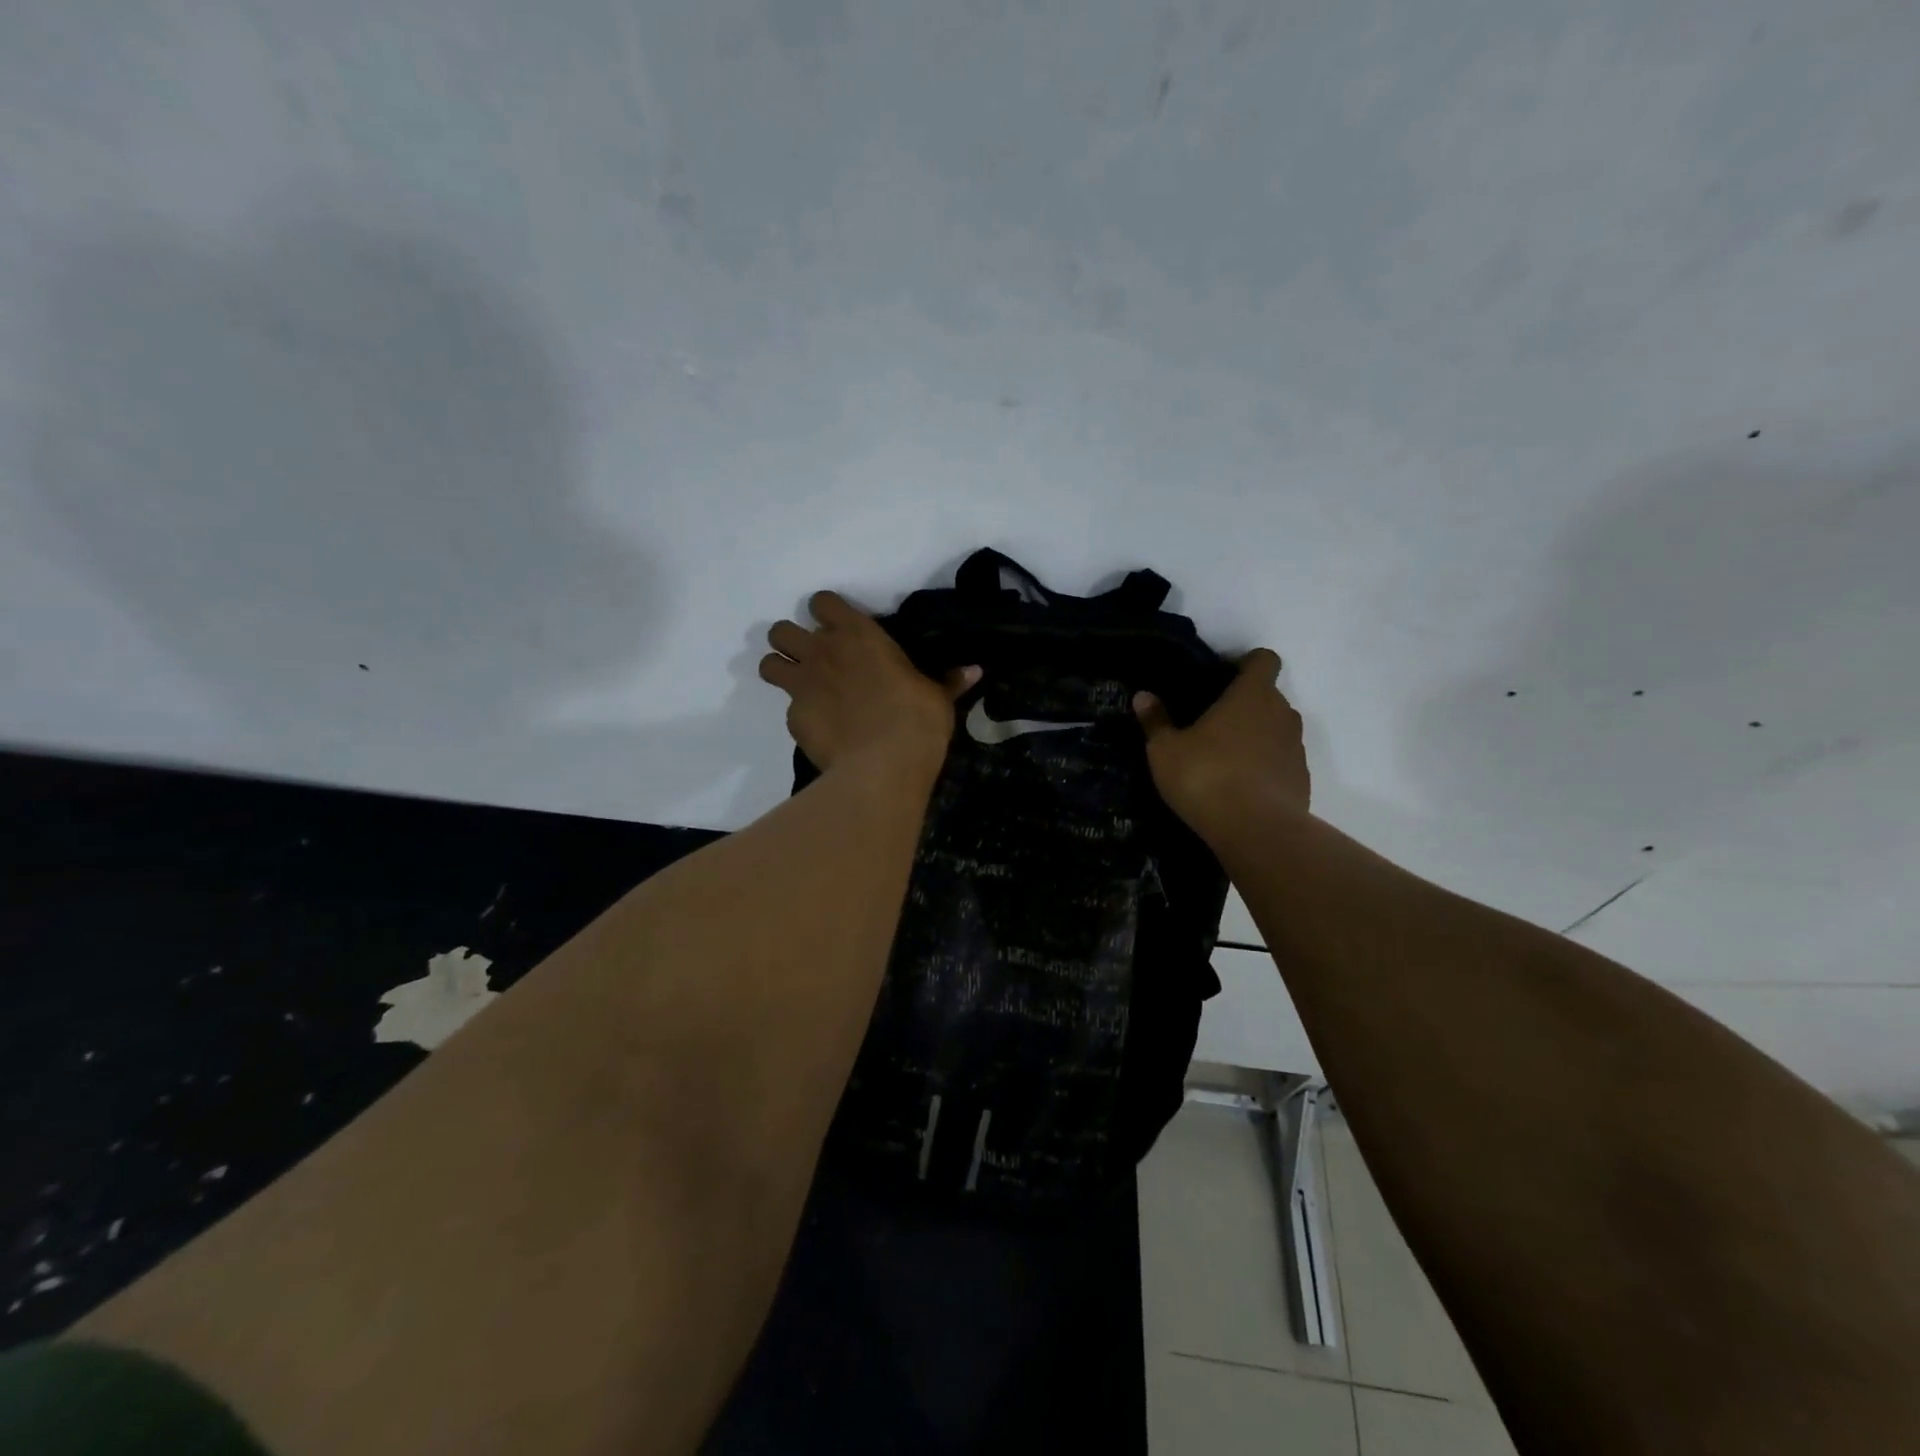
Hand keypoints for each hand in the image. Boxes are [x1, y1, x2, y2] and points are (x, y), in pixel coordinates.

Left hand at [759, 591, 980, 773]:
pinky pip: (788, 708)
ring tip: (803, 686)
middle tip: (816, 660)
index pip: (822, 602)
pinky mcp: (793, 719)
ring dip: (781, 669)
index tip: (840, 628)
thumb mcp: (938, 697)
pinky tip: (823, 729)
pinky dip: (801, 715)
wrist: (883, 766)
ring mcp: (802, 685)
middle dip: (792, 641)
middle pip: (781, 630)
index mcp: (857, 634)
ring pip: (768, 663)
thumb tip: (975, 671)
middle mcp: (821, 652)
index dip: (827, 612)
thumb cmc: (916, 720)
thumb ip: (949, 680)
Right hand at [1134, 649, 1309, 832]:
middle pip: (1269, 696)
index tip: (1222, 678)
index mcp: (1251, 695)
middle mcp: (1282, 713)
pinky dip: (1266, 766)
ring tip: (1225, 758)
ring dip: (1256, 736)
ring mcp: (1296, 747)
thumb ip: (1156, 721)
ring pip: (1277, 729)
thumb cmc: (1206, 777)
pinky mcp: (1302, 779)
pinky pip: (1282, 761)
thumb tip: (1143, 696)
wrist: (1257, 832)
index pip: (1264, 659)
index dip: (1246, 663)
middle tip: (1212, 723)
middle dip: (1245, 704)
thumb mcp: (1165, 750)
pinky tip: (1241, 787)